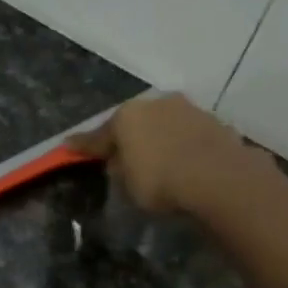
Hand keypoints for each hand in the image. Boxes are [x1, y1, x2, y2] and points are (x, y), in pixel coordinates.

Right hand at [70, 92, 267, 213]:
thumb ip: (117, 167)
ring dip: (157, 139)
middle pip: (134, 123)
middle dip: (127, 138)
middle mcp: (156, 104)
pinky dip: (180, 145)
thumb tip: (117, 160)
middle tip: (121, 157)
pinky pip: (186, 134)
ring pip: (163, 124)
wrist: (219, 178)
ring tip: (156, 160)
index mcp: (127, 115)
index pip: (99, 134)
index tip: (69, 146)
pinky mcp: (214, 122)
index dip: (84, 145)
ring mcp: (188, 109)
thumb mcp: (126, 183)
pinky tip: (182, 161)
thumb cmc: (160, 181)